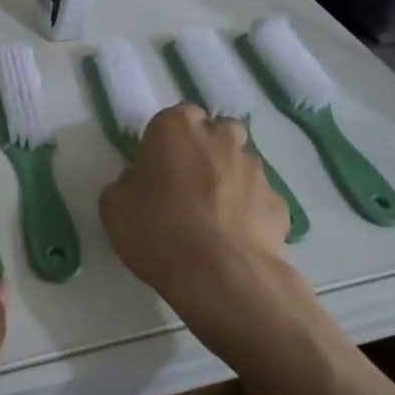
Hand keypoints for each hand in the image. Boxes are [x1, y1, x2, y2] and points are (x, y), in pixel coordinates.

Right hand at [99, 104, 289, 316]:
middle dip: (206, 148)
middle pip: (217, 131)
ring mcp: (256, 170)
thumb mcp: (114, 206)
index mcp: (176, 128)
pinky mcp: (279, 204)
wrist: (222, 277)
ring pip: (242, 162)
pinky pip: (260, 199)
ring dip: (229, 178)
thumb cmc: (159, 231)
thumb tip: (140, 181)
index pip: (175, 117)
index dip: (166, 141)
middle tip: (187, 182)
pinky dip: (250, 211)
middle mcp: (220, 138)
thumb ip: (126, 183)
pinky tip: (235, 237)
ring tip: (213, 215)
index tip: (156, 167)